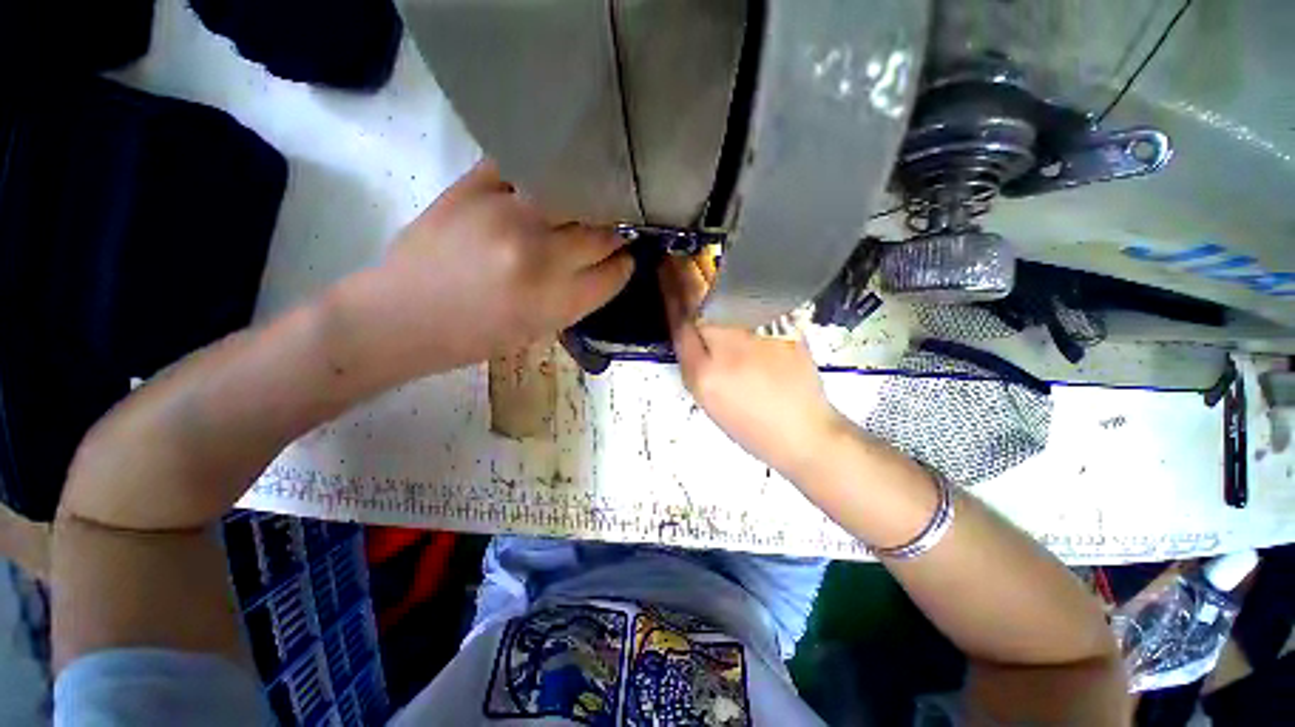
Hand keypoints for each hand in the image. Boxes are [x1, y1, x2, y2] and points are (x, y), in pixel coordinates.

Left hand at [353, 160, 634, 373]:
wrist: (404, 315)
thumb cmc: (476, 335)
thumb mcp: (541, 329)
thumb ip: (579, 296)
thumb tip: (609, 264)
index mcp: (557, 301)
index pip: (615, 272)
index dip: (625, 265)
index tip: (625, 258)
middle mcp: (540, 256)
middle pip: (602, 232)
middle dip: (614, 233)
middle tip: (611, 230)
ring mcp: (508, 215)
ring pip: (575, 195)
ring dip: (586, 202)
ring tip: (584, 206)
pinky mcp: (475, 186)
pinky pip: (527, 168)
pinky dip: (542, 177)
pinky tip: (545, 184)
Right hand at [659, 258, 843, 477]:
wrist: (801, 430)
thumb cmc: (748, 423)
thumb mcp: (706, 397)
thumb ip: (692, 356)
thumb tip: (685, 319)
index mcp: (703, 371)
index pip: (680, 319)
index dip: (669, 289)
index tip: (663, 266)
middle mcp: (728, 346)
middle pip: (701, 298)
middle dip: (686, 270)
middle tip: (677, 252)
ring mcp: (758, 332)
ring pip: (727, 291)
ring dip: (710, 269)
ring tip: (698, 255)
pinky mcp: (783, 325)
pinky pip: (753, 295)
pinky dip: (739, 280)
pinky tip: (731, 269)